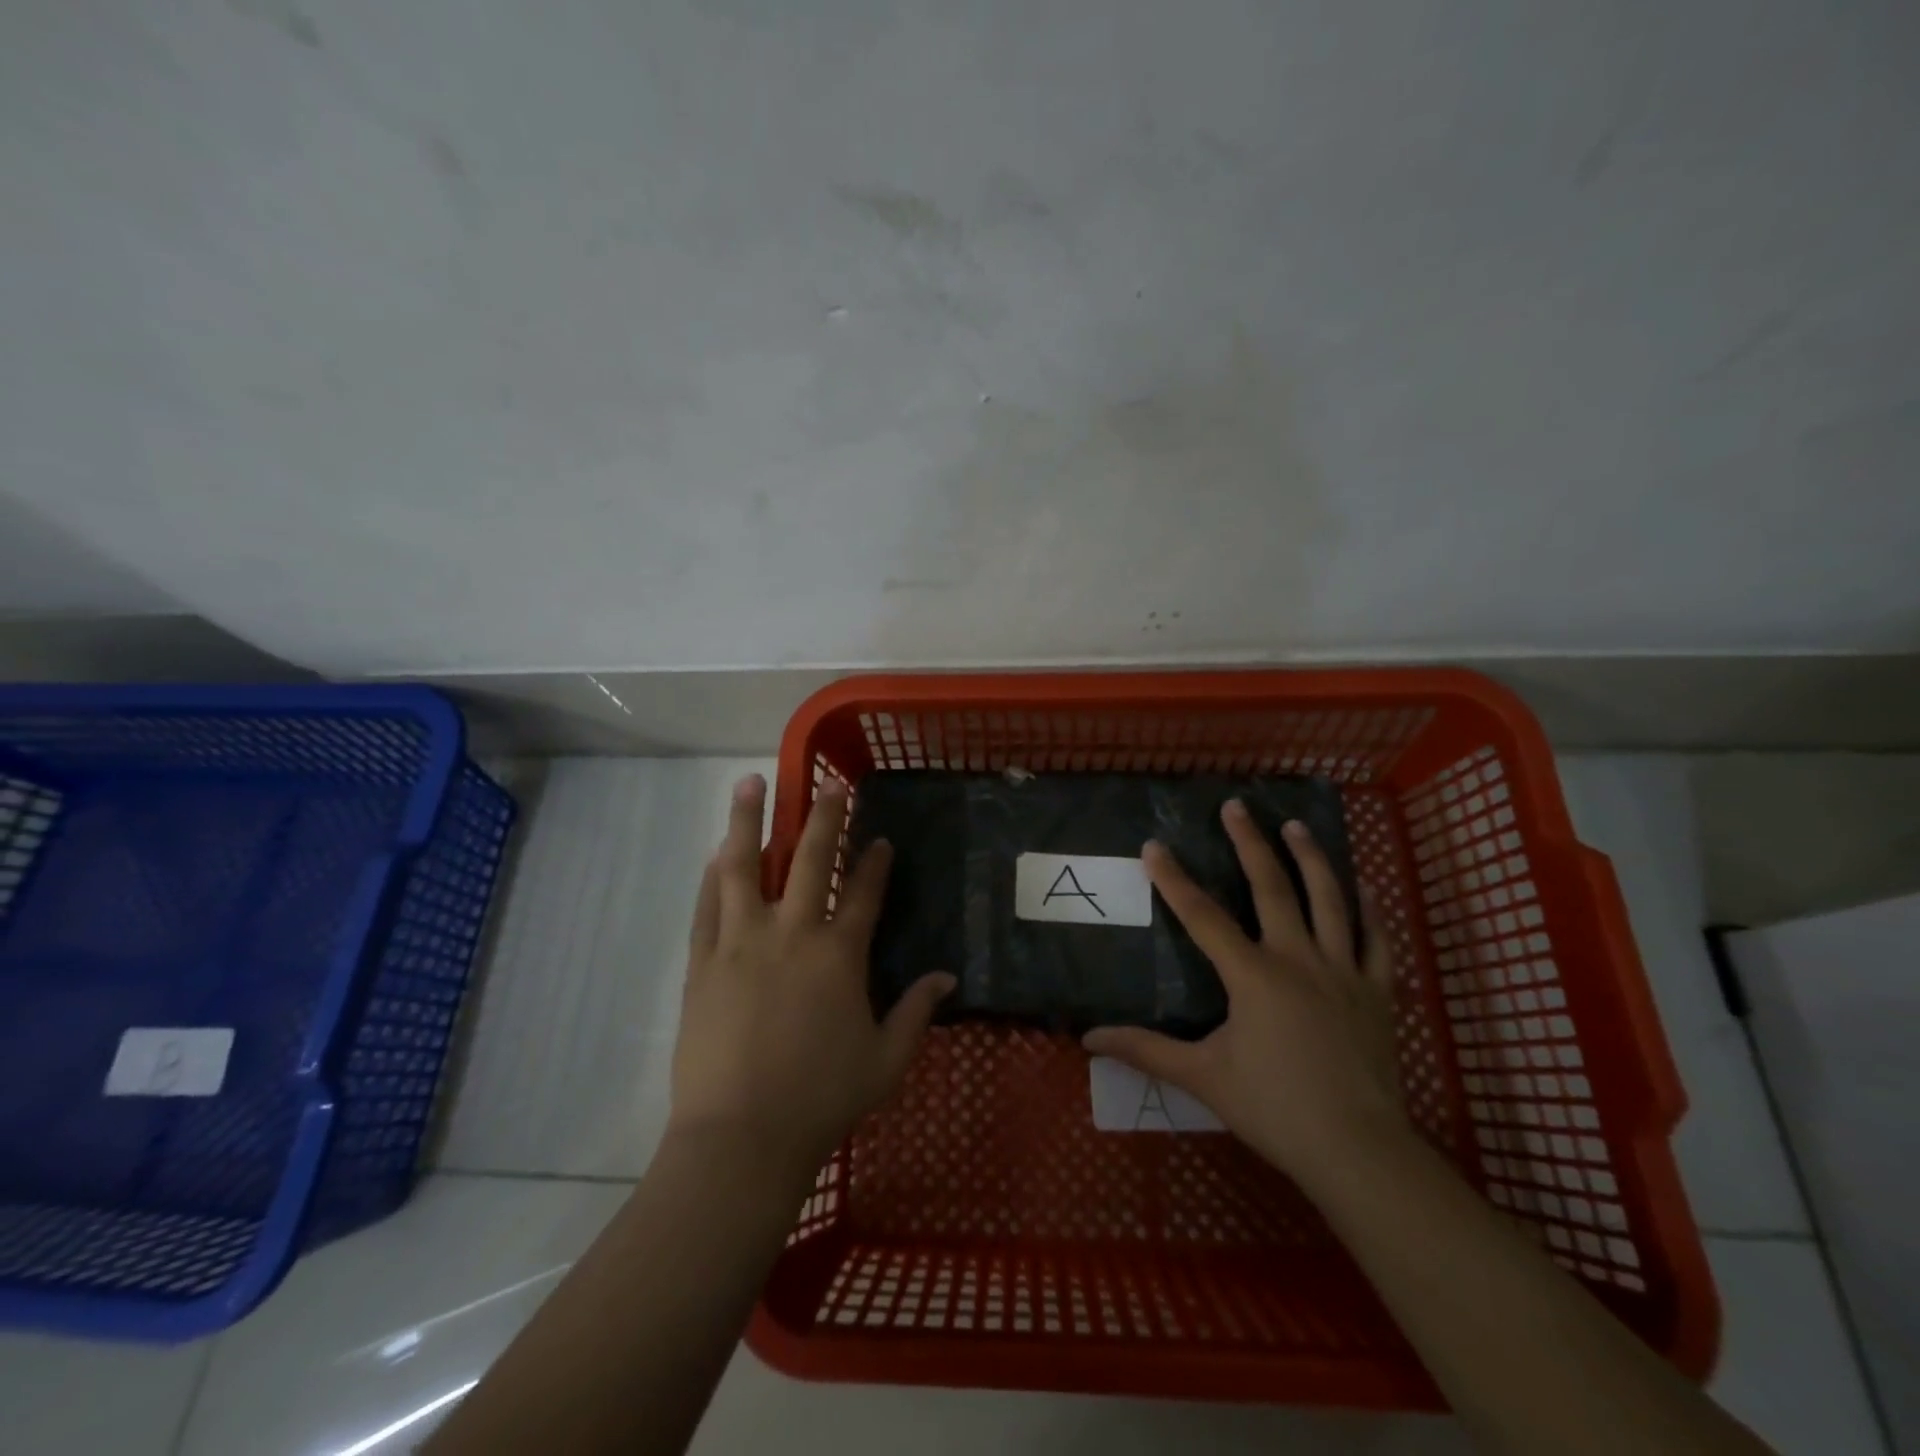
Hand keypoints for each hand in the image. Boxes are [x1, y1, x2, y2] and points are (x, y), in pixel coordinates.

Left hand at [669, 772, 953, 1173]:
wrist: (740, 1138)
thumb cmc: (821, 1099)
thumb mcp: (886, 1060)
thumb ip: (917, 1012)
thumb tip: (947, 977)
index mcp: (839, 954)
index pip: (864, 892)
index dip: (875, 862)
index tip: (880, 839)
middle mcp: (792, 933)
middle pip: (808, 860)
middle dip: (822, 818)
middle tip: (827, 786)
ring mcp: (741, 942)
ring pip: (744, 867)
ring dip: (749, 822)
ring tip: (749, 784)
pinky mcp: (703, 962)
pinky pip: (707, 906)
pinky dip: (712, 875)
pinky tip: (716, 853)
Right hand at [1083, 802, 1408, 1192]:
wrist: (1358, 1150)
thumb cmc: (1274, 1109)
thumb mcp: (1202, 1077)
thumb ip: (1145, 1050)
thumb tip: (1088, 1038)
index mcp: (1253, 976)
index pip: (1203, 916)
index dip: (1174, 879)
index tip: (1154, 846)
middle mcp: (1298, 959)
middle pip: (1272, 888)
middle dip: (1249, 843)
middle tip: (1236, 806)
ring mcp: (1343, 971)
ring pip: (1329, 899)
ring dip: (1310, 858)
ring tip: (1295, 825)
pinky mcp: (1376, 991)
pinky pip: (1374, 939)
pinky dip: (1368, 908)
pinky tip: (1359, 886)